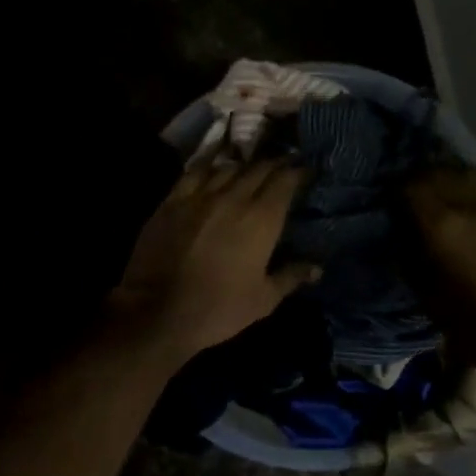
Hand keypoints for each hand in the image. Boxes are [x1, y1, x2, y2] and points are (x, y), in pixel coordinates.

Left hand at [108, 160, 319, 359]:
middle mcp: (233, 198)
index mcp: (261, 219)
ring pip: (228, 167)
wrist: (158, 311)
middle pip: (259, 168)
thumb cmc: (218, 309)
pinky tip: (214, 166)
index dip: (298, 172)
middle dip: (275, 164)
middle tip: (284, 166)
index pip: (285, 181)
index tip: (306, 171)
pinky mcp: (172, 201)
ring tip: (251, 167)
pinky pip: (195, 173)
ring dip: (244, 165)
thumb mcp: (263, 300)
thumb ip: (291, 277)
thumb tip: (317, 267)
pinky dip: (210, 166)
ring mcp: (200, 196)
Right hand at [402, 166, 475, 363]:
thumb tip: (401, 227)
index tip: (392, 205)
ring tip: (448, 199)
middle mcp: (471, 200)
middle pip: (436, 171)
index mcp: (441, 223)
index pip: (407, 185)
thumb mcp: (423, 290)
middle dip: (421, 182)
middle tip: (417, 199)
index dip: (395, 192)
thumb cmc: (469, 320)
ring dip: (451, 182)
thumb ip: (408, 250)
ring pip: (466, 172)